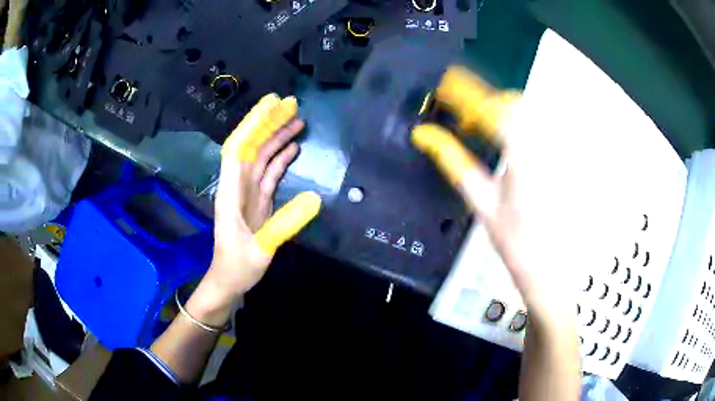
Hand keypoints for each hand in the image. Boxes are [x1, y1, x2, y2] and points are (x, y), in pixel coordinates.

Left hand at [186, 94, 320, 326]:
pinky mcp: (258, 200)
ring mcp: (248, 192)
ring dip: (276, 138)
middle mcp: (238, 185)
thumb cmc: (238, 266)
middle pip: (251, 146)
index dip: (253, 124)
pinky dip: (280, 158)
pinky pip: (269, 172)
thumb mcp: (260, 250)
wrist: (230, 280)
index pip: (238, 149)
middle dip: (269, 124)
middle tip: (291, 105)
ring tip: (297, 121)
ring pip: (261, 157)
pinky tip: (292, 148)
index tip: (271, 105)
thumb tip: (315, 198)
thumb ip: (284, 225)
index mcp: (231, 192)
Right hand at [412, 66, 572, 312]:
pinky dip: (517, 124)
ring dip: (499, 110)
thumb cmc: (515, 243)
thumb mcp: (482, 204)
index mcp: (523, 155)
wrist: (550, 266)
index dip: (465, 92)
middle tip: (462, 115)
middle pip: (513, 102)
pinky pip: (539, 126)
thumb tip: (425, 136)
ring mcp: (557, 149)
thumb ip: (454, 163)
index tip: (445, 86)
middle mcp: (545, 145)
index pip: (491, 108)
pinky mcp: (562, 157)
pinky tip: (506, 143)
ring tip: (479, 128)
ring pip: (527, 111)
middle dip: (484, 99)